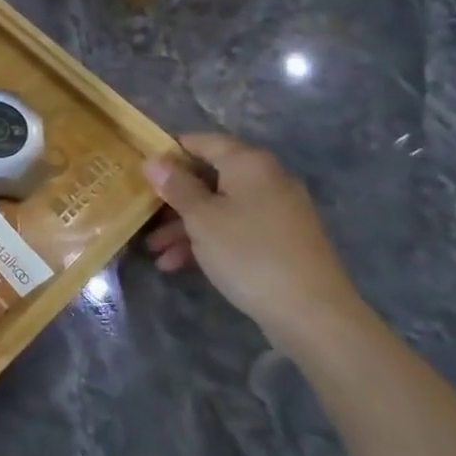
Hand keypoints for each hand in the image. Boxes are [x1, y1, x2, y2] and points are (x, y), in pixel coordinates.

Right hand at [141, 133, 367, 355]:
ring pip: (220, 207)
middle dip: (174, 198)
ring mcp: (278, 211)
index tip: (142, 170)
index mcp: (249, 164)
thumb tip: (153, 160)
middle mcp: (267, 179)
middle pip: (210, 177)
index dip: (170, 152)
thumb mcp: (201, 217)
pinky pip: (236, 229)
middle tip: (143, 215)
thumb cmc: (248, 253)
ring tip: (156, 251)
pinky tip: (179, 264)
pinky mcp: (281, 240)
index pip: (203, 141)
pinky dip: (209, 240)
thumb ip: (176, 186)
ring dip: (185, 226)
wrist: (313, 313)